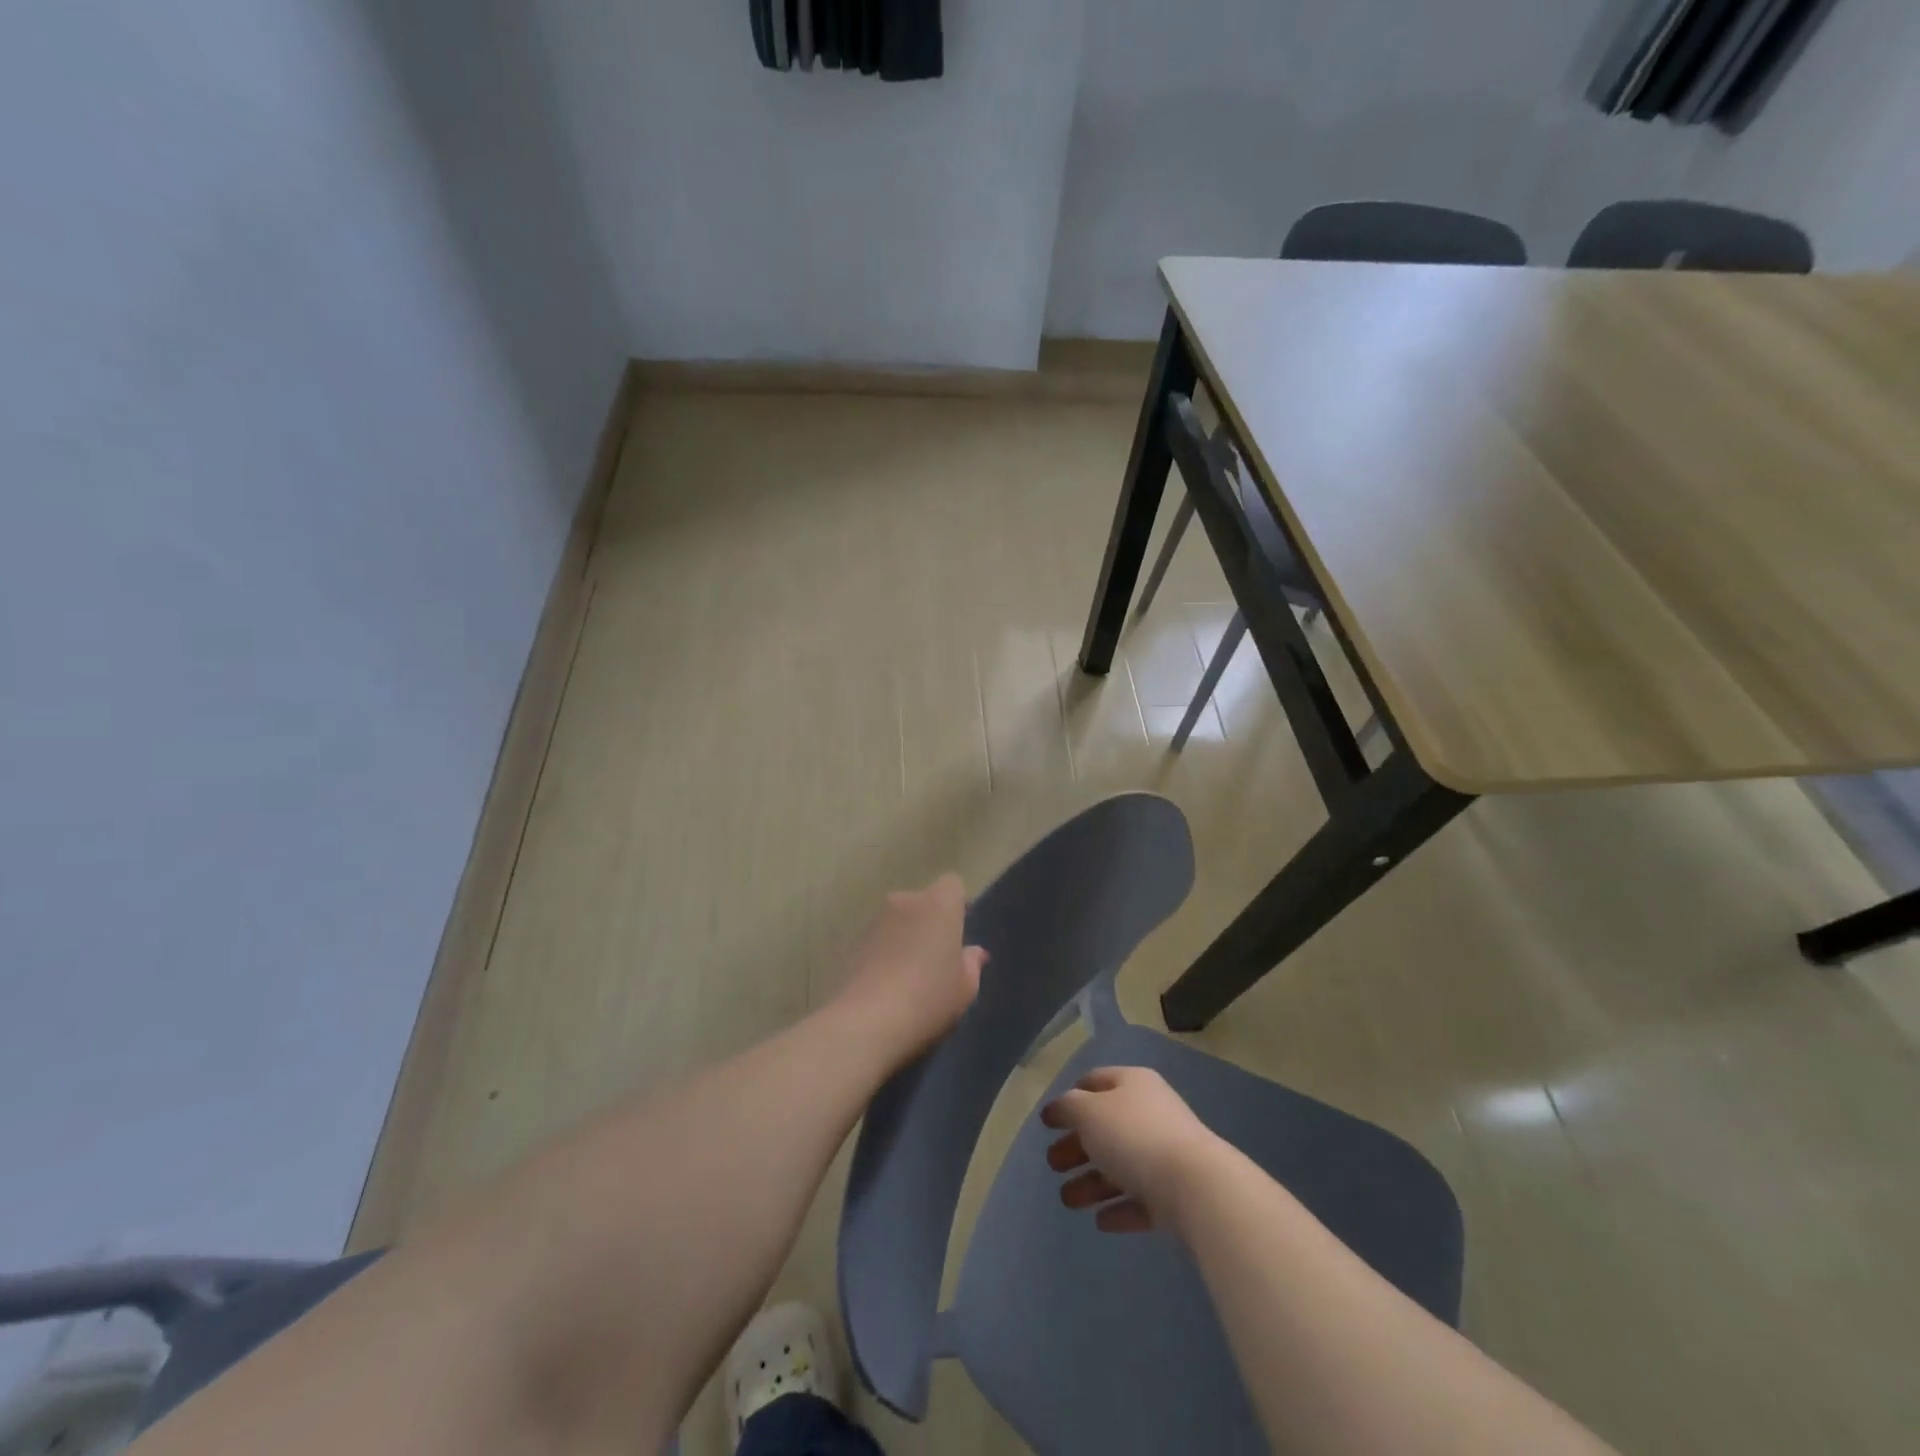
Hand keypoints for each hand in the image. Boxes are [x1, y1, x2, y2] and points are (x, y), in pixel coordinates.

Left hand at [833, 874, 984, 1061]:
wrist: (868, 1020)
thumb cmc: (929, 998)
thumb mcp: (965, 988)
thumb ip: (971, 964)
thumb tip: (973, 952)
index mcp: (939, 904)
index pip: (952, 885)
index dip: (957, 905)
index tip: (958, 933)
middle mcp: (905, 900)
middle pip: (923, 901)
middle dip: (929, 921)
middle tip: (935, 957)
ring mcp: (875, 919)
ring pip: (898, 919)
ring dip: (904, 936)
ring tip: (908, 974)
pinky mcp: (852, 940)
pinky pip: (878, 939)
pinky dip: (883, 952)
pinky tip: (885, 983)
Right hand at [1041, 1067, 1220, 1232]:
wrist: (1198, 1187)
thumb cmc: (1135, 1137)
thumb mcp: (1089, 1113)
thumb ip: (1069, 1107)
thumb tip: (1060, 1108)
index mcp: (1133, 1084)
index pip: (1094, 1081)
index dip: (1069, 1099)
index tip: (1048, 1123)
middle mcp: (1150, 1113)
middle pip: (1105, 1127)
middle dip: (1076, 1147)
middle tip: (1053, 1164)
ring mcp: (1166, 1154)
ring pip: (1121, 1166)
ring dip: (1092, 1182)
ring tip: (1069, 1201)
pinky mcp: (1177, 1194)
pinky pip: (1141, 1198)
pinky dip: (1120, 1208)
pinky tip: (1101, 1221)